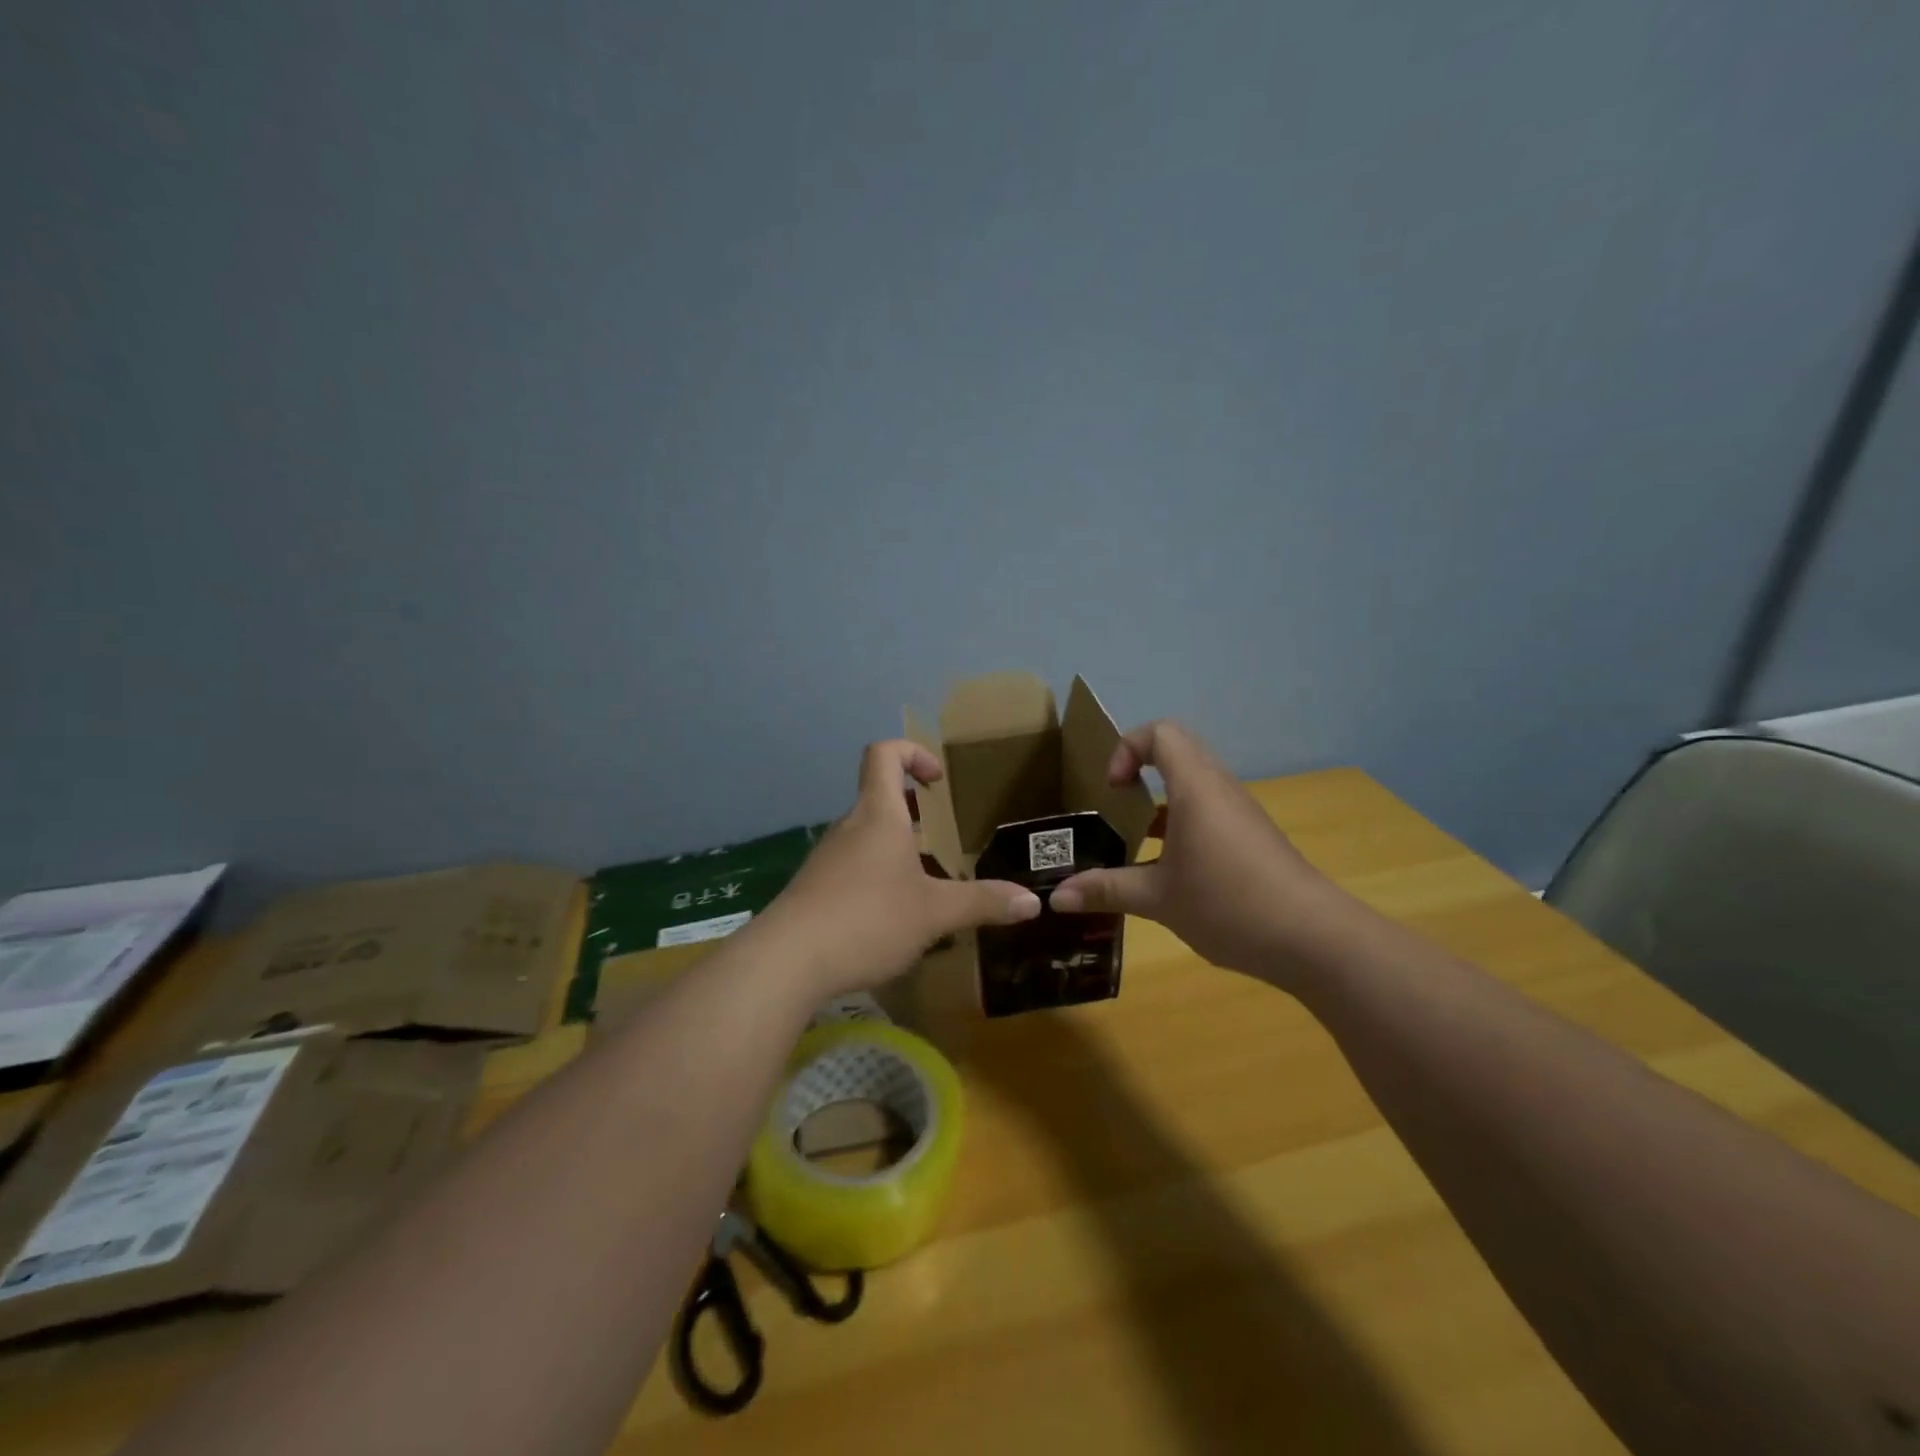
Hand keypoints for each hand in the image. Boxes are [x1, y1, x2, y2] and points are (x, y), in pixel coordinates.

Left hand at [763, 740, 1041, 998]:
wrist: (787, 961)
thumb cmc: (868, 919)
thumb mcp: (935, 913)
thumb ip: (983, 903)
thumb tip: (1033, 902)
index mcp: (878, 815)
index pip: (884, 754)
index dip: (913, 753)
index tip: (938, 782)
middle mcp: (849, 827)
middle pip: (878, 797)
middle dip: (912, 811)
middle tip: (941, 839)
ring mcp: (827, 858)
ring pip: (865, 836)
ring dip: (895, 848)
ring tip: (924, 883)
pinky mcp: (814, 889)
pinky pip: (851, 867)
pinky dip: (875, 876)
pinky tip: (891, 917)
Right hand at [1050, 721, 1336, 976]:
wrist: (1313, 938)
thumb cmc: (1228, 903)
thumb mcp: (1157, 899)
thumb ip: (1106, 890)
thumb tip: (1056, 897)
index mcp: (1195, 788)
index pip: (1161, 733)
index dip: (1128, 749)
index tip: (1114, 791)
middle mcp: (1219, 788)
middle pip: (1178, 750)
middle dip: (1141, 768)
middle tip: (1118, 807)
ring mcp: (1240, 813)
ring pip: (1195, 783)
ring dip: (1162, 801)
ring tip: (1136, 841)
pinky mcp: (1253, 837)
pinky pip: (1210, 810)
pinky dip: (1183, 823)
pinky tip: (1171, 870)